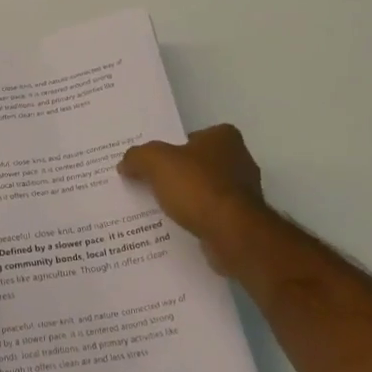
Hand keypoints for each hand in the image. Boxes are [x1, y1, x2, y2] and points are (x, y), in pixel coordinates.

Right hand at [119, 124, 268, 273]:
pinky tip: (179, 226)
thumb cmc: (197, 187)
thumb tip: (126, 164)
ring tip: (160, 208)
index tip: (154, 162)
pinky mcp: (244, 221)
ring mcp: (245, 193)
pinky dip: (198, 219)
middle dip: (179, 174)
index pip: (193, 136)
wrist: (232, 234)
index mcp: (224, 137)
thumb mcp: (156, 162)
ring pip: (206, 190)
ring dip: (188, 199)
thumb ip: (138, 157)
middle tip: (151, 184)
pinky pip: (212, 214)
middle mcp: (240, 160)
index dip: (173, 147)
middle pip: (199, 164)